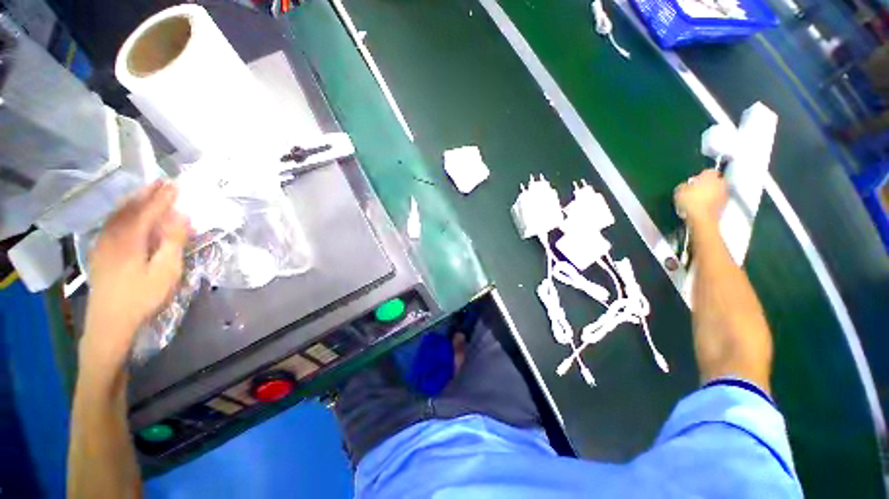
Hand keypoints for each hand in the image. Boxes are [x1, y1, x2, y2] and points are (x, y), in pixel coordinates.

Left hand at [81, 181, 188, 368]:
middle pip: (130, 208)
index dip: (163, 197)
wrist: (110, 323)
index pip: (148, 210)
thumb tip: (181, 216)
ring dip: (133, 201)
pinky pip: (111, 224)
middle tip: (161, 182)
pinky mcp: (100, 253)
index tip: (176, 184)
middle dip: (146, 194)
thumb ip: (172, 242)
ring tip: (146, 192)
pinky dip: (122, 213)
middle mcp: (112, 236)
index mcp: (129, 239)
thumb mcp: (166, 271)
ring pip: (117, 215)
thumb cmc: (142, 297)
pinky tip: (126, 213)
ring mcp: (103, 244)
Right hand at [674, 169, 726, 227]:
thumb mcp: (679, 191)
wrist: (701, 219)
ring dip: (710, 193)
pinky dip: (712, 202)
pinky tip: (702, 207)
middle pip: (715, 180)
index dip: (700, 176)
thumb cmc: (690, 202)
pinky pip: (717, 200)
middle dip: (708, 184)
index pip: (707, 171)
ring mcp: (724, 193)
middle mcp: (720, 182)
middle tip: (697, 190)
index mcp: (709, 175)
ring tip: (699, 200)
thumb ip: (684, 185)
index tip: (694, 181)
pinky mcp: (724, 204)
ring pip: (717, 190)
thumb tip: (686, 185)